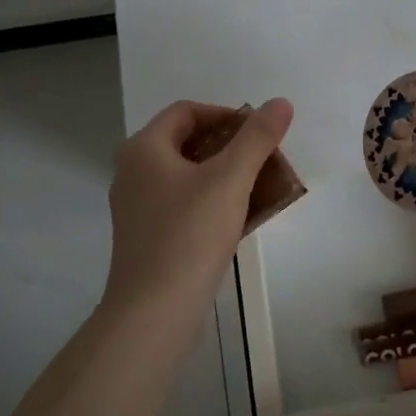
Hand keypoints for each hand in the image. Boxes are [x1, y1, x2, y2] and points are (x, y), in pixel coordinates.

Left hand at [103, 98, 293, 314]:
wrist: (154, 313)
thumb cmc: (189, 235)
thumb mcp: (230, 179)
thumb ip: (257, 138)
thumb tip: (280, 103)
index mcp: (144, 149)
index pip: (187, 111)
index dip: (226, 115)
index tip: (259, 134)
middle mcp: (135, 173)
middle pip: (189, 143)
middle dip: (232, 148)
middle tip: (266, 161)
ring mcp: (140, 208)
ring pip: (190, 177)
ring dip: (228, 177)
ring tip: (263, 189)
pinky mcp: (149, 238)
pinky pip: (186, 205)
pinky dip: (215, 203)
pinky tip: (244, 219)